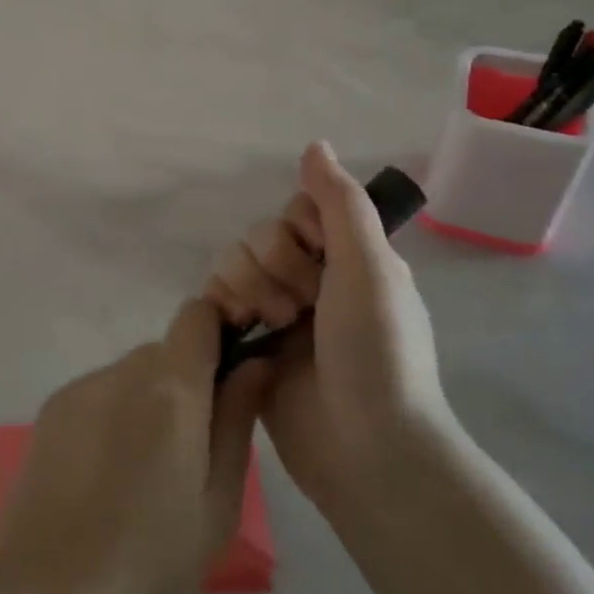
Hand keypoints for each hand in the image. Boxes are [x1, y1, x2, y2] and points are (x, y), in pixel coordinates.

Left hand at [0, 301, 267, 593]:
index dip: (221, 332)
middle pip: (167, 351)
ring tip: (143, 475)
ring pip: (132, 374)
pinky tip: (104, 477)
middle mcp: (122, 371)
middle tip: (191, 454)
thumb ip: (238, 421)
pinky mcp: (50, 410)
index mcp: (170, 389)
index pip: (198, 315)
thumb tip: (254, 363)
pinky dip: (114, 416)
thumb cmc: (149, 562)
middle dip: (187, 384)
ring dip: (148, 403)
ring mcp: (80, 388)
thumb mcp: (218, 504)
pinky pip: (99, 394)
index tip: (232, 376)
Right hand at [203, 141, 444, 515]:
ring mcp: (277, 313)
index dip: (298, 229)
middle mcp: (311, 279)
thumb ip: (340, 202)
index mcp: (347, 258)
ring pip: (232, 263)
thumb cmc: (378, 351)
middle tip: (302, 307)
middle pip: (260, 235)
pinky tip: (240, 330)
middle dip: (274, 267)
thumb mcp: (371, 267)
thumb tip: (314, 143)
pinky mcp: (248, 343)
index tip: (320, 259)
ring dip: (248, 288)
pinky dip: (223, 307)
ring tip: (274, 327)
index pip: (297, 210)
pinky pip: (215, 299)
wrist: (366, 449)